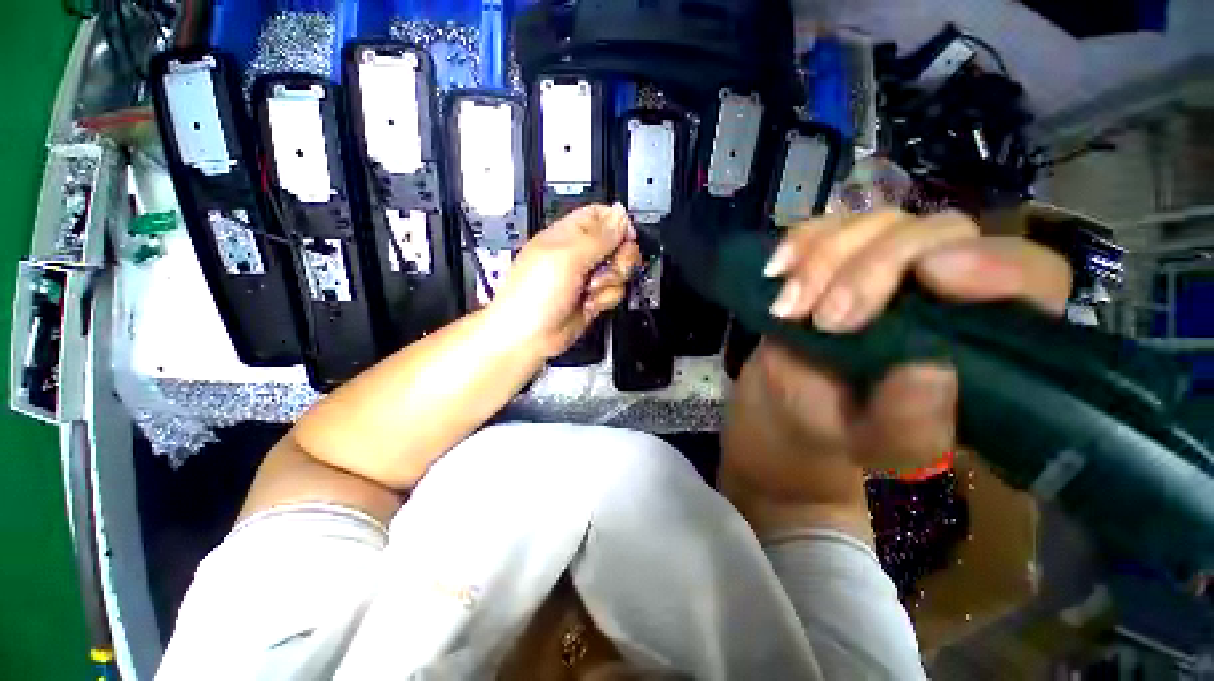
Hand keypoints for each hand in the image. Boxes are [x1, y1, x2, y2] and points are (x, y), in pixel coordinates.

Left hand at [487, 203, 640, 358]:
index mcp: (568, 235)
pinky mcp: (593, 298)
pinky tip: (588, 303)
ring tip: (590, 289)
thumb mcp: (566, 258)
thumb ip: (598, 237)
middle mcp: (580, 255)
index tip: (626, 238)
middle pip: (617, 243)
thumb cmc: (533, 295)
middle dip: (620, 256)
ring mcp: (587, 278)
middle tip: (607, 267)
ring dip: (610, 281)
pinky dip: (605, 299)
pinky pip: (615, 292)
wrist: (528, 337)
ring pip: (619, 270)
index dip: (618, 224)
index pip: (601, 216)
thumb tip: (620, 215)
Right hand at [735, 210, 1071, 478]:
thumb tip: (933, 369)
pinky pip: (825, 226)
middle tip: (825, 319)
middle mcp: (945, 286)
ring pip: (876, 223)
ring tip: (787, 309)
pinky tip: (777, 271)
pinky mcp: (837, 257)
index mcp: (981, 337)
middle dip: (872, 270)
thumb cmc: (842, 426)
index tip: (931, 278)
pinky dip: (798, 243)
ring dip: (824, 261)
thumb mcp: (877, 442)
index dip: (993, 263)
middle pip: (938, 233)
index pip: (1029, 275)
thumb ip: (910, 422)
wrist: (792, 402)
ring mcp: (886, 263)